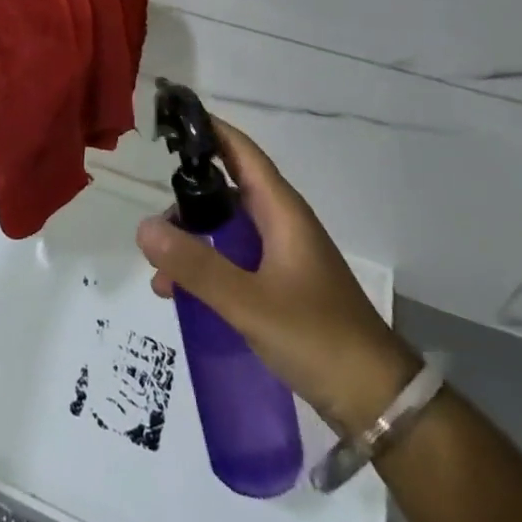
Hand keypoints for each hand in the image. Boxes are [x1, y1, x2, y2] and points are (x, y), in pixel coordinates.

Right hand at [137, 115, 417, 435]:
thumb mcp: (249, 302)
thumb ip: (195, 266)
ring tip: (160, 269)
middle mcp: (282, 224)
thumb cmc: (318, 337)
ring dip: (193, 241)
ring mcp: (283, 257)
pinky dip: (206, 268)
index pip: (240, 151)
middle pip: (226, 191)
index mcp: (281, 212)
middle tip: (152, 218)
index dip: (208, 129)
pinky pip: (234, 262)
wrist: (379, 404)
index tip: (170, 118)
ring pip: (227, 230)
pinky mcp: (282, 287)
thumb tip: (143, 227)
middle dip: (187, 199)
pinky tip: (182, 294)